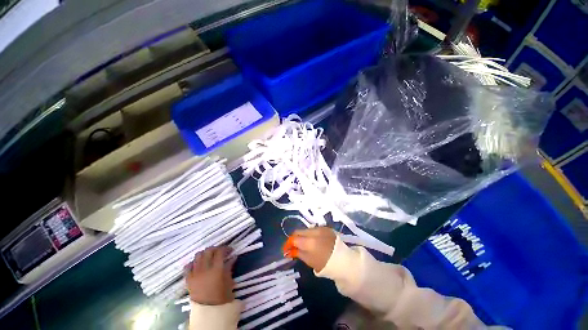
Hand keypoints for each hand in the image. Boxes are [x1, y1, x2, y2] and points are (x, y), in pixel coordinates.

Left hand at [185, 246, 236, 304]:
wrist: (209, 312)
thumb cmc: (222, 297)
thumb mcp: (229, 281)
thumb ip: (229, 267)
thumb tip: (233, 257)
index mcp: (216, 269)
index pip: (220, 251)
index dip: (225, 248)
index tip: (230, 250)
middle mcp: (204, 269)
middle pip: (208, 251)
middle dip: (215, 249)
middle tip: (221, 252)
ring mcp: (195, 274)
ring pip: (198, 256)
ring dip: (205, 254)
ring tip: (210, 257)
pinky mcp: (188, 280)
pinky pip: (188, 266)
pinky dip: (193, 263)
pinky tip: (198, 265)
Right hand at [290, 227, 336, 271]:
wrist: (343, 261)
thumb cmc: (325, 264)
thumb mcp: (309, 260)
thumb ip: (297, 253)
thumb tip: (288, 250)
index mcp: (309, 242)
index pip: (294, 238)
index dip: (288, 243)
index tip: (286, 248)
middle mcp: (314, 232)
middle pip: (299, 231)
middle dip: (295, 238)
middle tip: (293, 245)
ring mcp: (321, 228)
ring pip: (306, 229)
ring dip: (303, 235)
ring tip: (304, 243)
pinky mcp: (326, 227)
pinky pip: (315, 229)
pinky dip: (311, 234)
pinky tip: (314, 240)